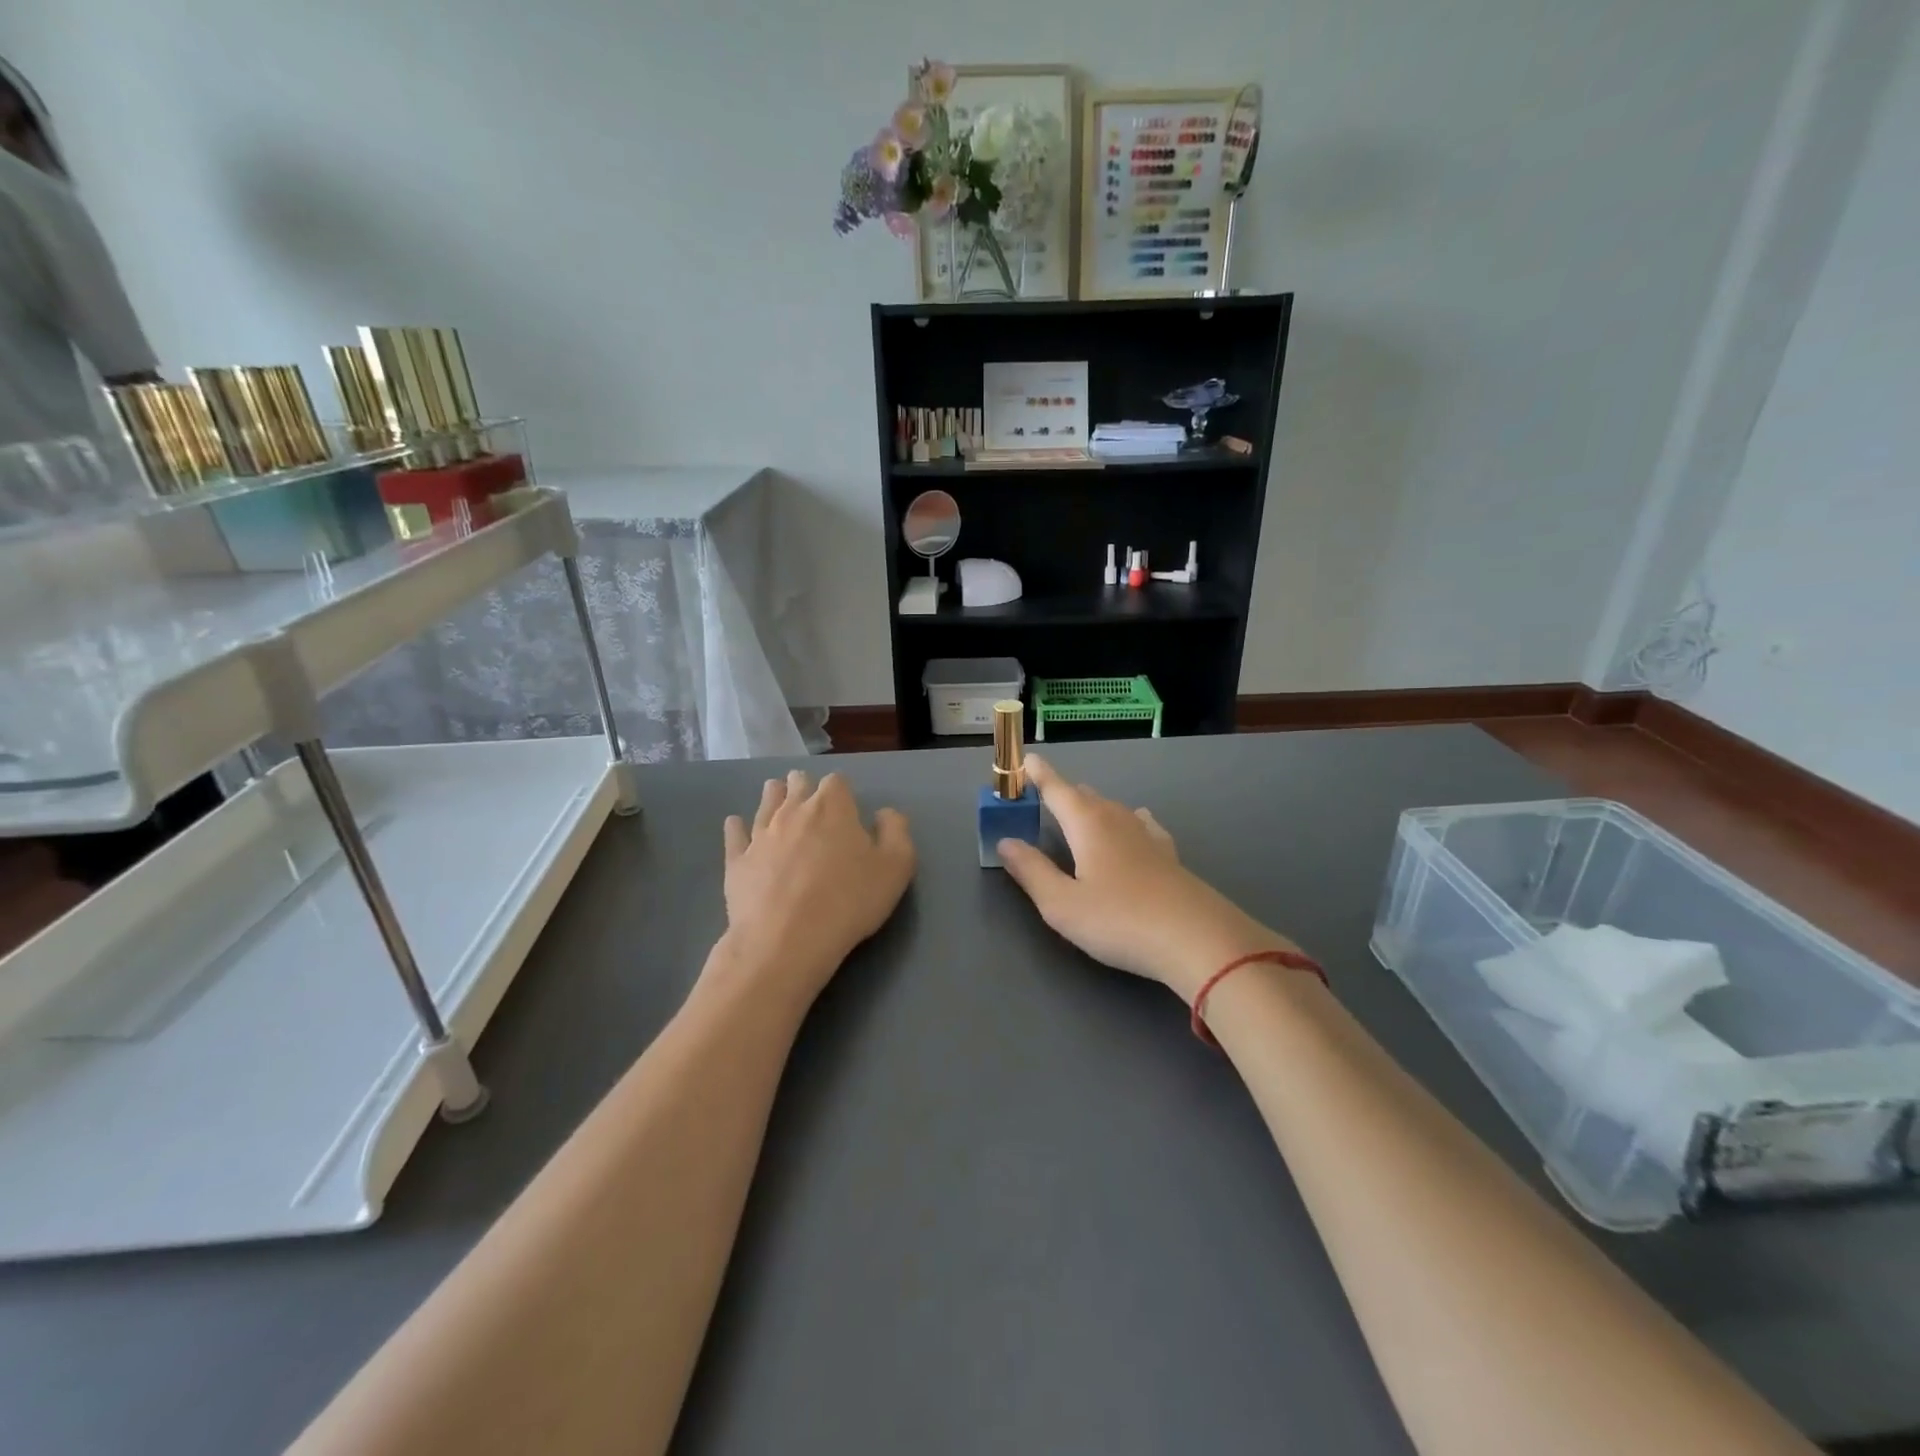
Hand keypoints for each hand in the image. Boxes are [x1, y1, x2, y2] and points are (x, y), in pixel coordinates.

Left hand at [717, 770, 915, 1003]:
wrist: (786, 940)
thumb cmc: (849, 901)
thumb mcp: (896, 867)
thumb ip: (896, 832)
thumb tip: (885, 814)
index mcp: (833, 807)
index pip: (837, 782)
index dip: (842, 791)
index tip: (847, 807)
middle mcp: (794, 811)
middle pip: (797, 784)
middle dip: (805, 787)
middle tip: (811, 799)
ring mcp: (761, 834)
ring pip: (766, 802)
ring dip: (774, 797)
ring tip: (777, 797)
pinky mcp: (737, 860)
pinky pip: (735, 834)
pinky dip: (737, 827)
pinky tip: (736, 824)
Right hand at [997, 755, 1293, 1002]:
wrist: (1198, 939)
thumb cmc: (1120, 920)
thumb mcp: (1062, 904)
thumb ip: (1031, 871)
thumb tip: (1006, 842)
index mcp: (1087, 824)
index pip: (1057, 789)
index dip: (1039, 774)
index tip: (1026, 759)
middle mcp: (1117, 820)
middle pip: (1084, 796)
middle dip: (1061, 793)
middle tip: (1043, 795)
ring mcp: (1148, 835)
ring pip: (1113, 808)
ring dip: (1092, 806)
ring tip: (1080, 810)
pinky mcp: (1169, 855)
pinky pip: (1141, 824)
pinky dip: (1127, 819)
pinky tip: (1136, 823)